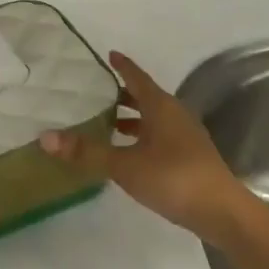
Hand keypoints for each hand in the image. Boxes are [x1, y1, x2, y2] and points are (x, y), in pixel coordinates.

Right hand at [40, 51, 254, 245]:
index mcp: (161, 107)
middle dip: (122, 93)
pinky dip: (140, 137)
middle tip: (94, 90)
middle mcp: (175, 115)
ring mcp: (185, 137)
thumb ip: (87, 152)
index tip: (108, 55)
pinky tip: (127, 152)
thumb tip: (45, 137)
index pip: (137, 78)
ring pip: (152, 119)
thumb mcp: (125, 166)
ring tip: (105, 122)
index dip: (122, 66)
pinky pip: (158, 136)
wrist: (222, 213)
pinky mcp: (189, 158)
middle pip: (145, 97)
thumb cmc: (173, 179)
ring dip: (131, 118)